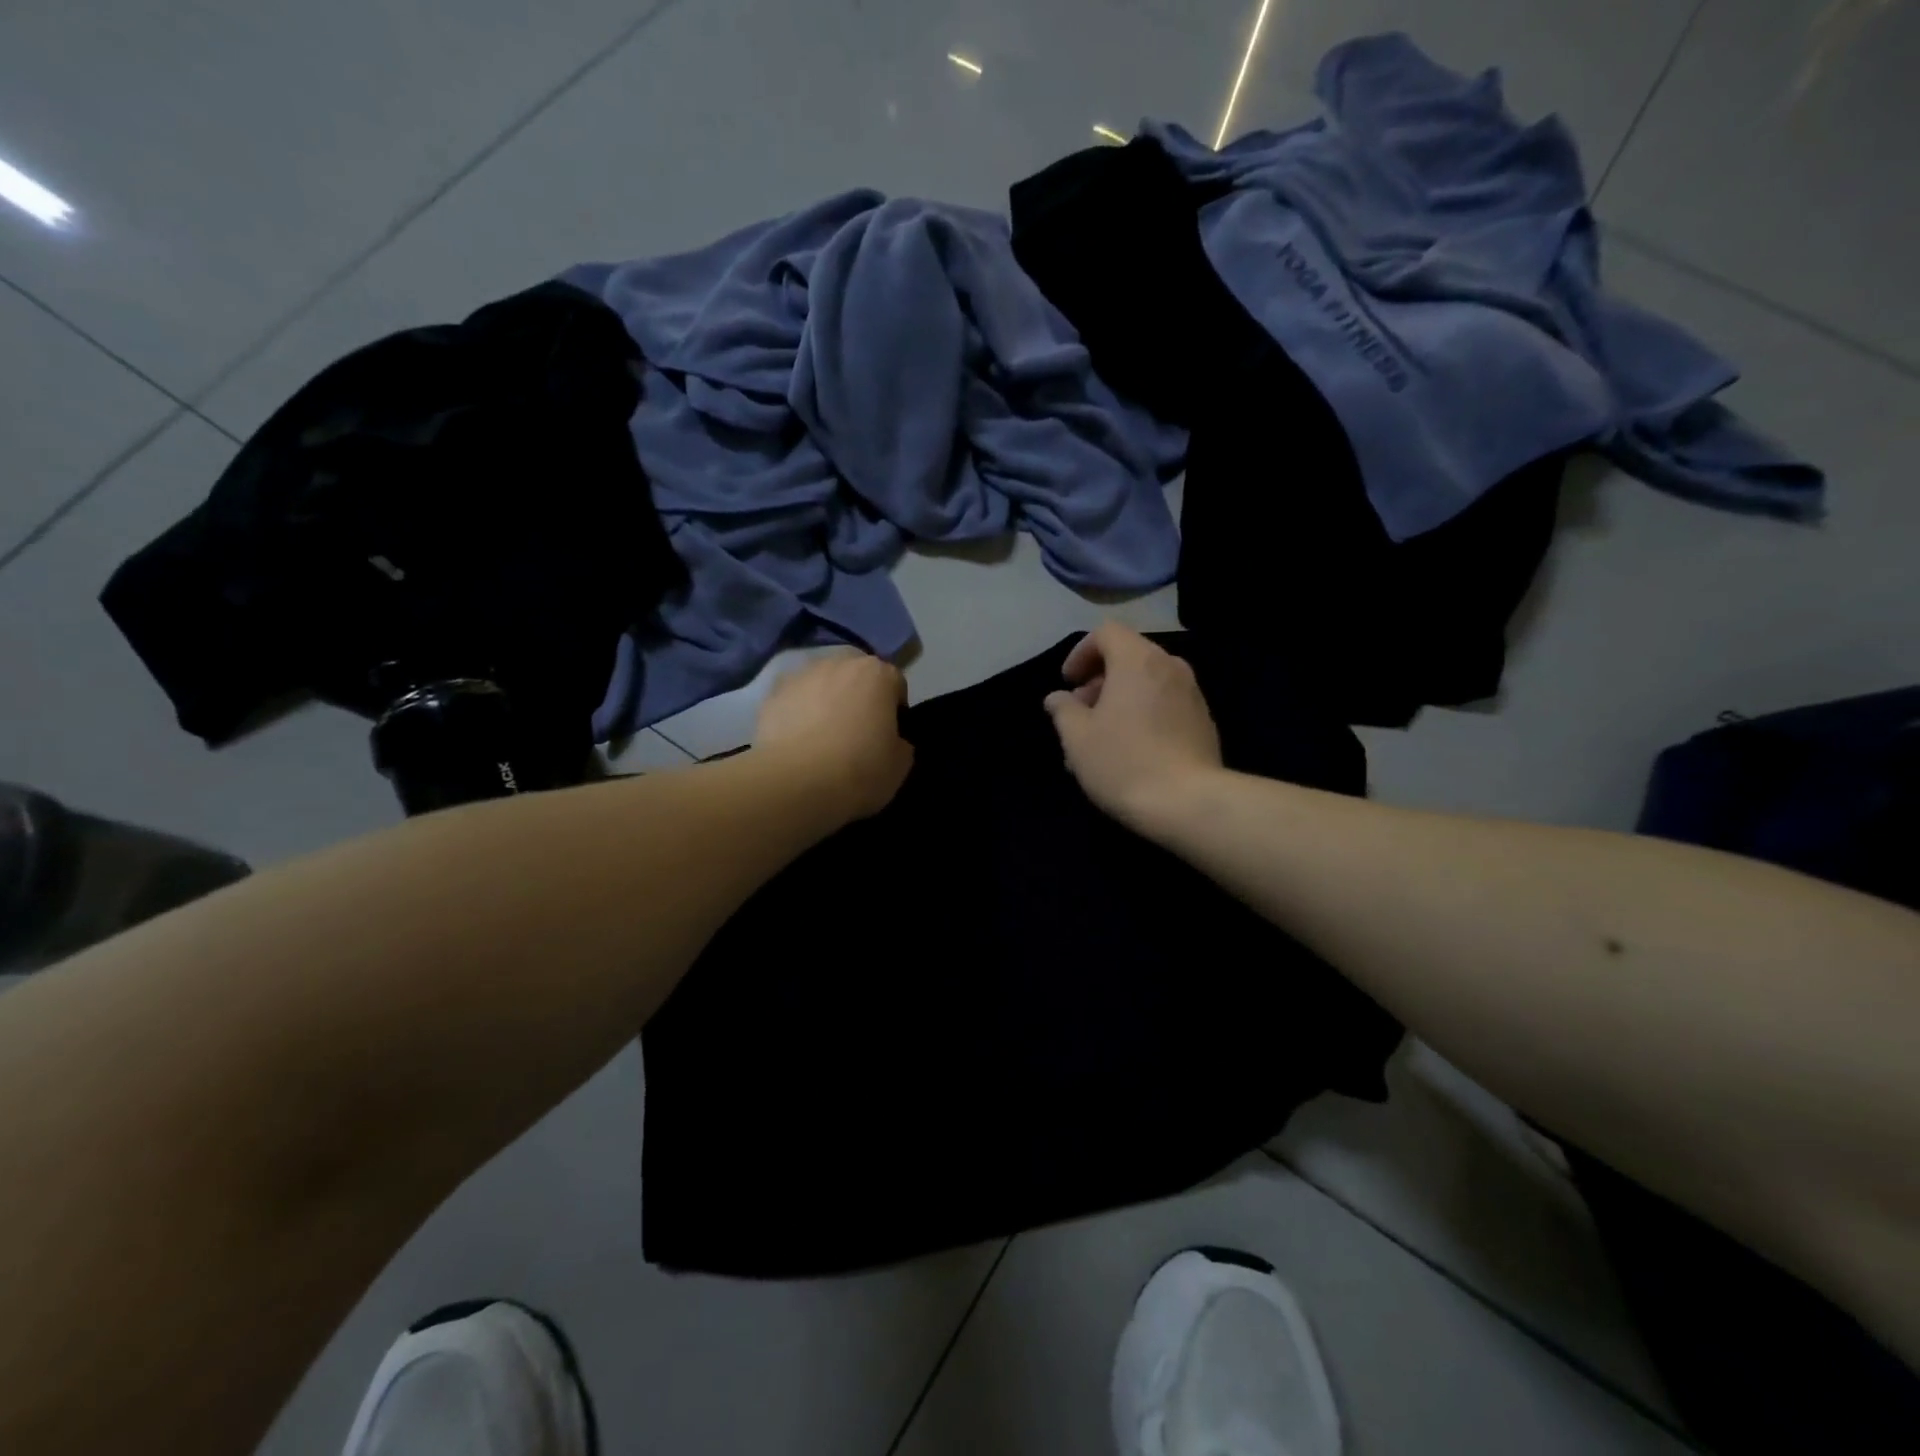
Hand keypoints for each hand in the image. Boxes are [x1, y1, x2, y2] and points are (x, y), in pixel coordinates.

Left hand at [755, 650, 912, 821]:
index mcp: (877, 674)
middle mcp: (839, 663)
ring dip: (826, 701)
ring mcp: (800, 675)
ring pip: (822, 684)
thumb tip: (892, 740)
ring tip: (822, 739)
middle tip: (857, 733)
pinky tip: (797, 743)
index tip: (890, 735)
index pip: (895, 684)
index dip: (895, 710)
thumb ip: (901, 742)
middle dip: (859, 696)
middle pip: (856, 675)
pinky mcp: (771, 695)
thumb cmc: (859, 770)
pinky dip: (797, 714)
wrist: (795, 783)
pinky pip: (793, 701)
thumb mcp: (900, 765)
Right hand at [1044, 623, 1222, 830]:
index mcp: (1138, 660)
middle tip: (1079, 714)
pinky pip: (1164, 705)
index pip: (1106, 633)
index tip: (1068, 683)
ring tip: (1099, 739)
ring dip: (1119, 701)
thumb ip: (1063, 710)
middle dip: (1098, 681)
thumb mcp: (1077, 737)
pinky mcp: (1203, 722)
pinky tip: (1129, 752)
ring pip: (1146, 684)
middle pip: (1128, 657)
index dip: (1080, 653)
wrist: (1188, 803)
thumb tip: (1058, 698)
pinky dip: (1142, 715)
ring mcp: (1192, 694)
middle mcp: (1170, 667)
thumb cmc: (1123, 761)